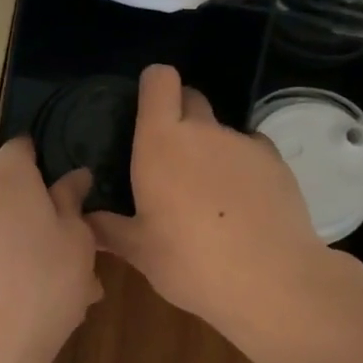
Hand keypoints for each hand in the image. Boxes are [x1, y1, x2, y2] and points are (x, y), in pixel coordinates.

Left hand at [0, 137, 100, 362]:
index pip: (22, 147)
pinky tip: (19, 299)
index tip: (64, 189)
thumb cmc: (45, 286)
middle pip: (6, 188)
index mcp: (8, 178)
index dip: (43, 161)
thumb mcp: (77, 241)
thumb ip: (72, 201)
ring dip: (17, 240)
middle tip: (66, 247)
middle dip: (34, 208)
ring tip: (49, 282)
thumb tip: (73, 176)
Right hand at [90, 64, 329, 333]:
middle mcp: (204, 131)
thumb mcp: (140, 252)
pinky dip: (241, 168)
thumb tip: (85, 220)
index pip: (159, 80)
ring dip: (210, 149)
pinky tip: (241, 206)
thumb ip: (109, 228)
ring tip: (208, 195)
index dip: (152, 87)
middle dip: (179, 116)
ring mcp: (245, 143)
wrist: (272, 281)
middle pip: (191, 98)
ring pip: (221, 131)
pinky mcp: (277, 163)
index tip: (145, 111)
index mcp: (162, 142)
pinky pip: (250, 151)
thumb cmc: (190, 262)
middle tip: (170, 159)